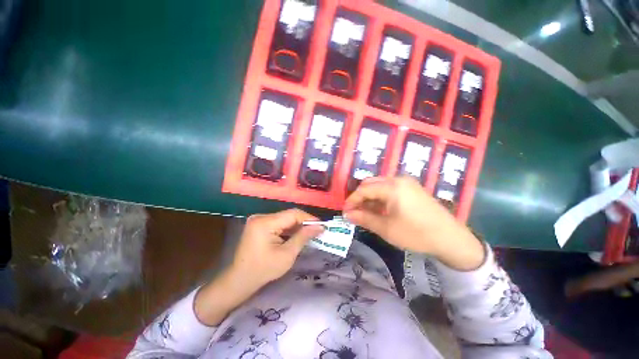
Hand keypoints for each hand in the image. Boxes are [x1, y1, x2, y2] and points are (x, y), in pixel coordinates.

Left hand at [229, 208, 324, 288]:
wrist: (240, 280)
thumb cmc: (264, 270)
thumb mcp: (287, 255)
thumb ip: (303, 237)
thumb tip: (319, 226)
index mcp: (265, 223)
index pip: (293, 214)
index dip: (309, 218)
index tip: (321, 225)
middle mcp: (261, 216)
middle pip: (288, 215)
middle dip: (304, 222)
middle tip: (317, 230)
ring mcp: (259, 219)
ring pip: (284, 218)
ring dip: (297, 225)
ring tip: (309, 232)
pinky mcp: (259, 224)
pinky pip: (278, 222)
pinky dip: (288, 228)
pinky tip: (296, 234)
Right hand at [343, 177, 484, 270]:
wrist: (451, 238)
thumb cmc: (416, 234)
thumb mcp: (386, 228)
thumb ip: (364, 219)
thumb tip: (347, 215)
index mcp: (392, 187)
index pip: (364, 189)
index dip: (352, 200)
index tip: (345, 211)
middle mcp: (398, 179)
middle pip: (371, 184)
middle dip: (360, 197)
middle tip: (354, 212)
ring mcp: (406, 182)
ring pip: (380, 185)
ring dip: (370, 197)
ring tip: (365, 212)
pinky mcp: (412, 188)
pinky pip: (390, 188)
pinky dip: (380, 197)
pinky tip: (379, 209)